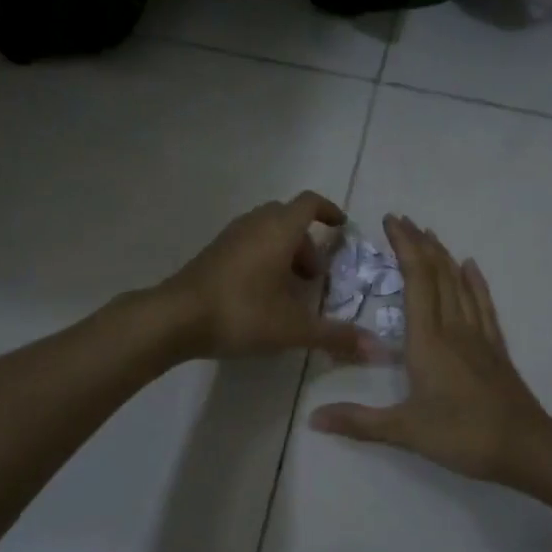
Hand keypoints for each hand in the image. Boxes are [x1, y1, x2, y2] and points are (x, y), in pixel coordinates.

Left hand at [158, 192, 380, 361]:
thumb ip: (334, 335)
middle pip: (288, 217)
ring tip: (288, 290)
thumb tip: (376, 348)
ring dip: (284, 251)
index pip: (310, 203)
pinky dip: (263, 258)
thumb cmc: (241, 313)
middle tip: (313, 276)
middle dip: (306, 241)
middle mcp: (254, 224)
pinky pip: (247, 244)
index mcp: (279, 230)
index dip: (329, 211)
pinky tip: (260, 294)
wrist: (175, 318)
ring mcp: (229, 236)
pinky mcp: (212, 253)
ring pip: (265, 231)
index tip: (341, 228)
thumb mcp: (293, 328)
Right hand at [309, 215, 550, 481]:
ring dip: (444, 256)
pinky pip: (484, 305)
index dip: (405, 247)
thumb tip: (312, 418)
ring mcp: (478, 336)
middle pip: (438, 274)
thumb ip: (358, 422)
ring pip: (460, 285)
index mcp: (428, 340)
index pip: (416, 280)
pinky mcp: (495, 348)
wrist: (523, 446)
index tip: (391, 222)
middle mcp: (454, 328)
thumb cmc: (461, 435)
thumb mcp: (405, 430)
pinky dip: (475, 283)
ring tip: (430, 234)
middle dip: (419, 244)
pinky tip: (471, 267)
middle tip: (403, 220)